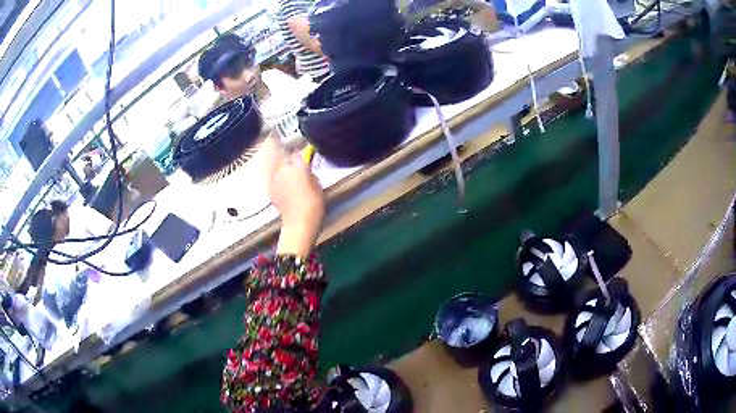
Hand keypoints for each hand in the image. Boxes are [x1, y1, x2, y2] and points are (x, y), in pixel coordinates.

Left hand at [269, 154, 324, 256]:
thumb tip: (306, 170)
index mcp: (297, 166)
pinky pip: (275, 180)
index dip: (304, 154)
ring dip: (284, 172)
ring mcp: (274, 179)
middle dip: (292, 163)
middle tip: (300, 170)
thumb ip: (310, 173)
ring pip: (279, 170)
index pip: (299, 153)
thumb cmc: (313, 205)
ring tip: (292, 180)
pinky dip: (279, 182)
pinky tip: (286, 189)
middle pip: (287, 160)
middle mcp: (283, 169)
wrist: (298, 224)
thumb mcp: (318, 186)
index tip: (308, 157)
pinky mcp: (270, 190)